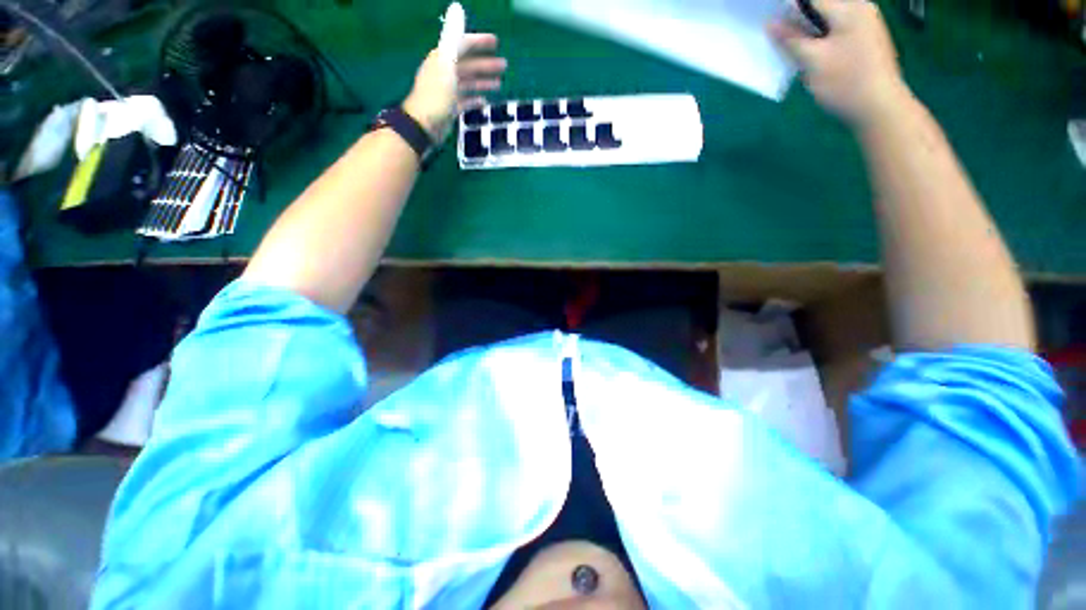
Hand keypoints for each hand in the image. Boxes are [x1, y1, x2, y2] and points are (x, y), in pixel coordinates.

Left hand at [402, 33, 506, 142]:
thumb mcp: (446, 66)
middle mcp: (445, 72)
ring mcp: (448, 91)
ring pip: (468, 83)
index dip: (479, 42)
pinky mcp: (450, 108)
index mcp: (442, 59)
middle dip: (485, 64)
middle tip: (503, 66)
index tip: (496, 43)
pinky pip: (465, 101)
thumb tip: (457, 12)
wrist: (424, 125)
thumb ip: (453, 42)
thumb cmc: (436, 96)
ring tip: (498, 84)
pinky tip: (485, 101)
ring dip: (483, 82)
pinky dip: (475, 99)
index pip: (462, 45)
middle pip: (468, 65)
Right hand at [770, 0, 909, 127]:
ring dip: (808, 32)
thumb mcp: (812, 61)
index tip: (771, 21)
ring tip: (794, 49)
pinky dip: (821, 39)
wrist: (880, 108)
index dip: (788, 8)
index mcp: (849, 8)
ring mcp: (865, 25)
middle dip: (798, 21)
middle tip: (779, 37)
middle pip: (821, 8)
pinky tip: (813, 55)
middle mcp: (860, 9)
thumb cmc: (845, 82)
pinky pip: (837, 31)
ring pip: (828, 21)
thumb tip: (771, 23)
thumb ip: (791, 40)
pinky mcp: (866, 41)